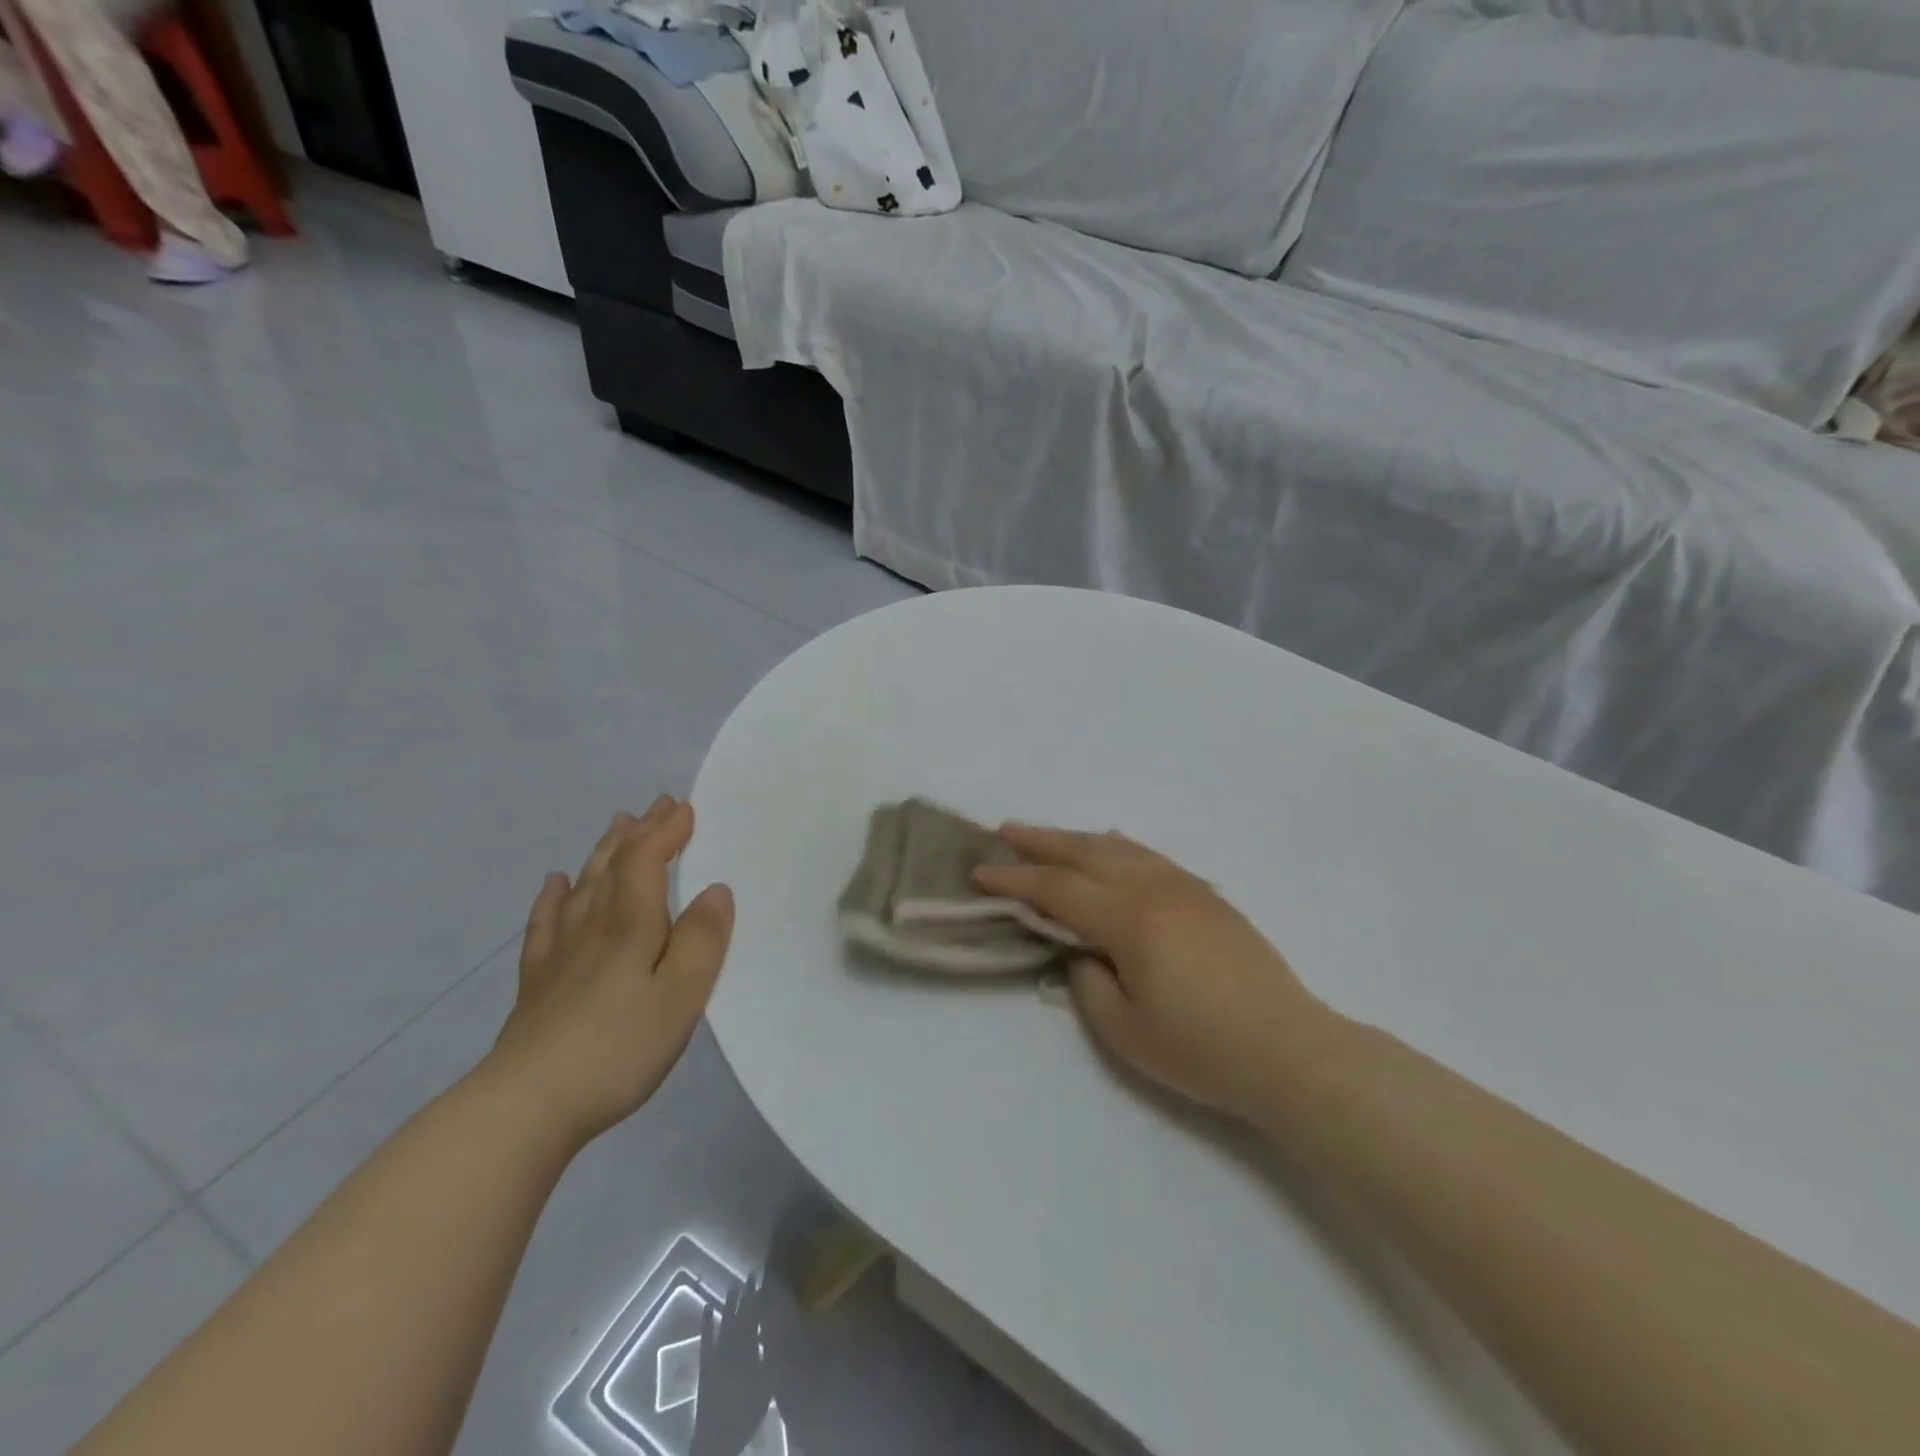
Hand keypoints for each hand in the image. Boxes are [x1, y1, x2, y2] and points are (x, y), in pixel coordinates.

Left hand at [486, 796, 733, 1148]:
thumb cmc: (618, 1048)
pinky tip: (554, 884)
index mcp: (630, 926)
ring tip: (617, 826)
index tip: (685, 807)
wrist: (525, 1107)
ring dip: (603, 852)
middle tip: (656, 805)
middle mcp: (593, 927)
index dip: (666, 832)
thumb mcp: (681, 996)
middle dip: (639, 832)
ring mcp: (560, 954)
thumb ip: (702, 941)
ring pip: (583, 886)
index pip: (646, 861)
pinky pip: (546, 924)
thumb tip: (716, 891)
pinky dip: (553, 897)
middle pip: (614, 866)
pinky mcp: (538, 983)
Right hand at [975, 826, 1341, 1126]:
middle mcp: (1155, 889)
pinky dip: (1120, 846)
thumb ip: (1087, 982)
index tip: (980, 871)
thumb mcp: (1125, 1031)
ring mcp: (1186, 888)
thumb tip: (1080, 950)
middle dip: (1040, 842)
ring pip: (1120, 849)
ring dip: (1077, 839)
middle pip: (1086, 854)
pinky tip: (1111, 845)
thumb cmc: (1202, 1050)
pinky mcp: (1208, 897)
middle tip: (1003, 831)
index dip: (1015, 879)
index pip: (1058, 889)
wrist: (1290, 1051)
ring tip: (1047, 835)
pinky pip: (1151, 857)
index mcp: (1130, 920)